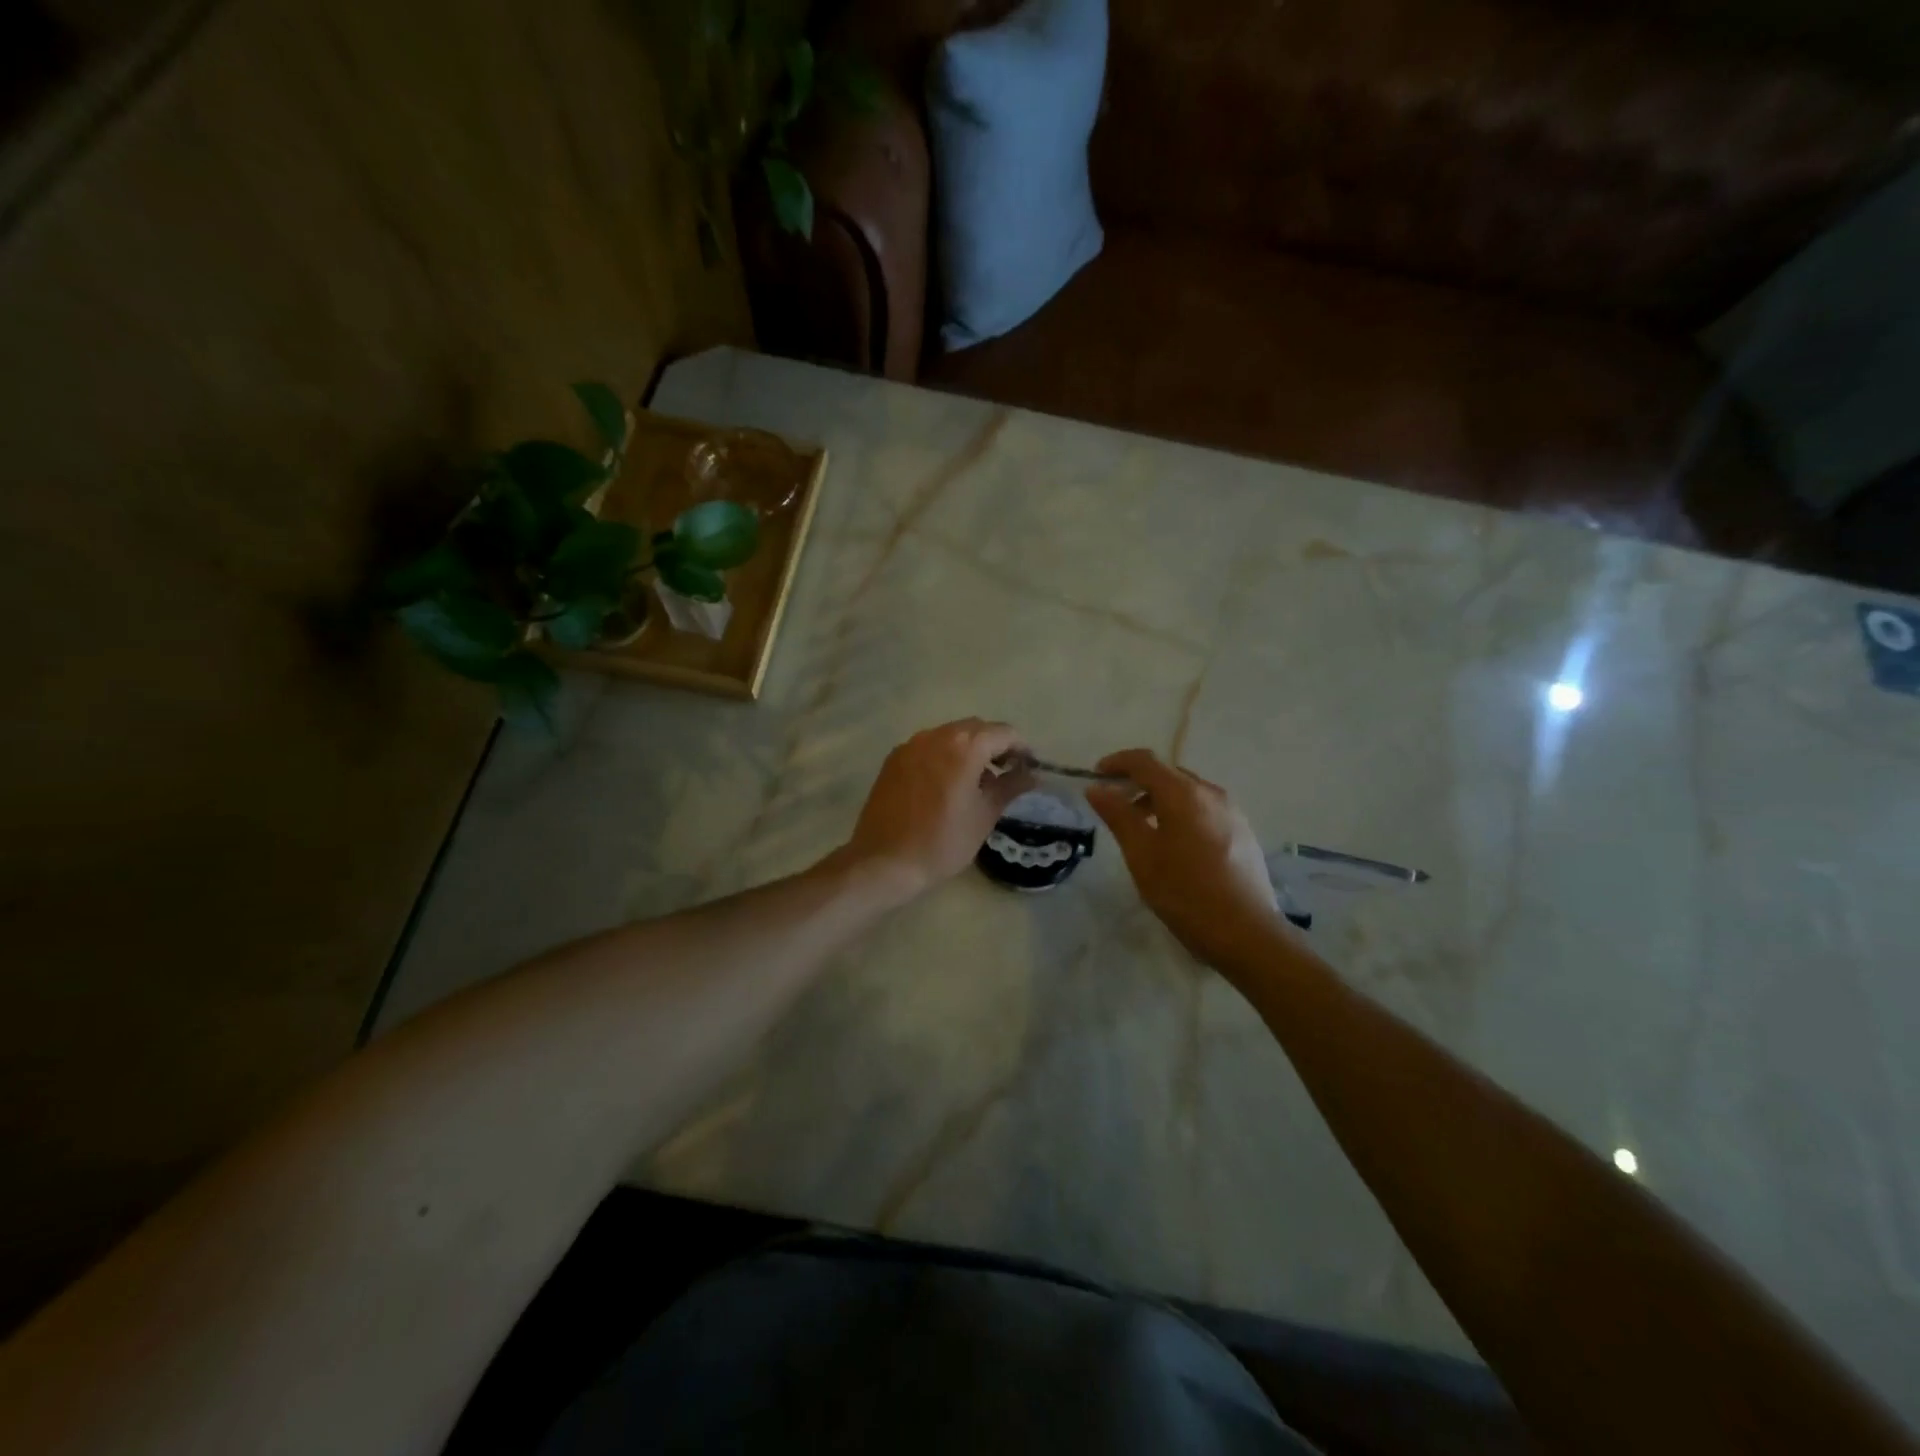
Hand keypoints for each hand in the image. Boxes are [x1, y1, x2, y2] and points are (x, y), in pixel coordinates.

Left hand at [842, 719, 1034, 899]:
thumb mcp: (984, 816)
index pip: (1004, 733)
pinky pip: (928, 747)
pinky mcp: (894, 758)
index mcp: (965, 746)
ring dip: (968, 750)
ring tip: (975, 782)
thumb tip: (1033, 774)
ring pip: (950, 735)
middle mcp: (937, 735)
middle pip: (976, 728)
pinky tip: (945, 785)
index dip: (1021, 749)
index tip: (1027, 769)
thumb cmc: (943, 842)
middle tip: (1005, 774)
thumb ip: (1010, 787)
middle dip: (995, 745)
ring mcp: (911, 745)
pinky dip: (944, 756)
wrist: (884, 861)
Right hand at [1086, 749, 1282, 971]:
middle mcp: (1211, 793)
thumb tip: (1097, 788)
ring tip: (1142, 829)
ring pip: (1188, 793)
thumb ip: (1118, 816)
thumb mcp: (1141, 855)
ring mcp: (1232, 812)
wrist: (1246, 933)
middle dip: (1138, 783)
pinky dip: (1181, 813)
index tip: (1096, 776)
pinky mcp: (1243, 833)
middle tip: (1115, 806)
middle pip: (1168, 774)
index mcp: (1184, 794)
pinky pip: (1205, 810)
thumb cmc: (1185, 893)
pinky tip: (1174, 845)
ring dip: (1160, 800)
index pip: (1145, 761)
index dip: (1117, 762)